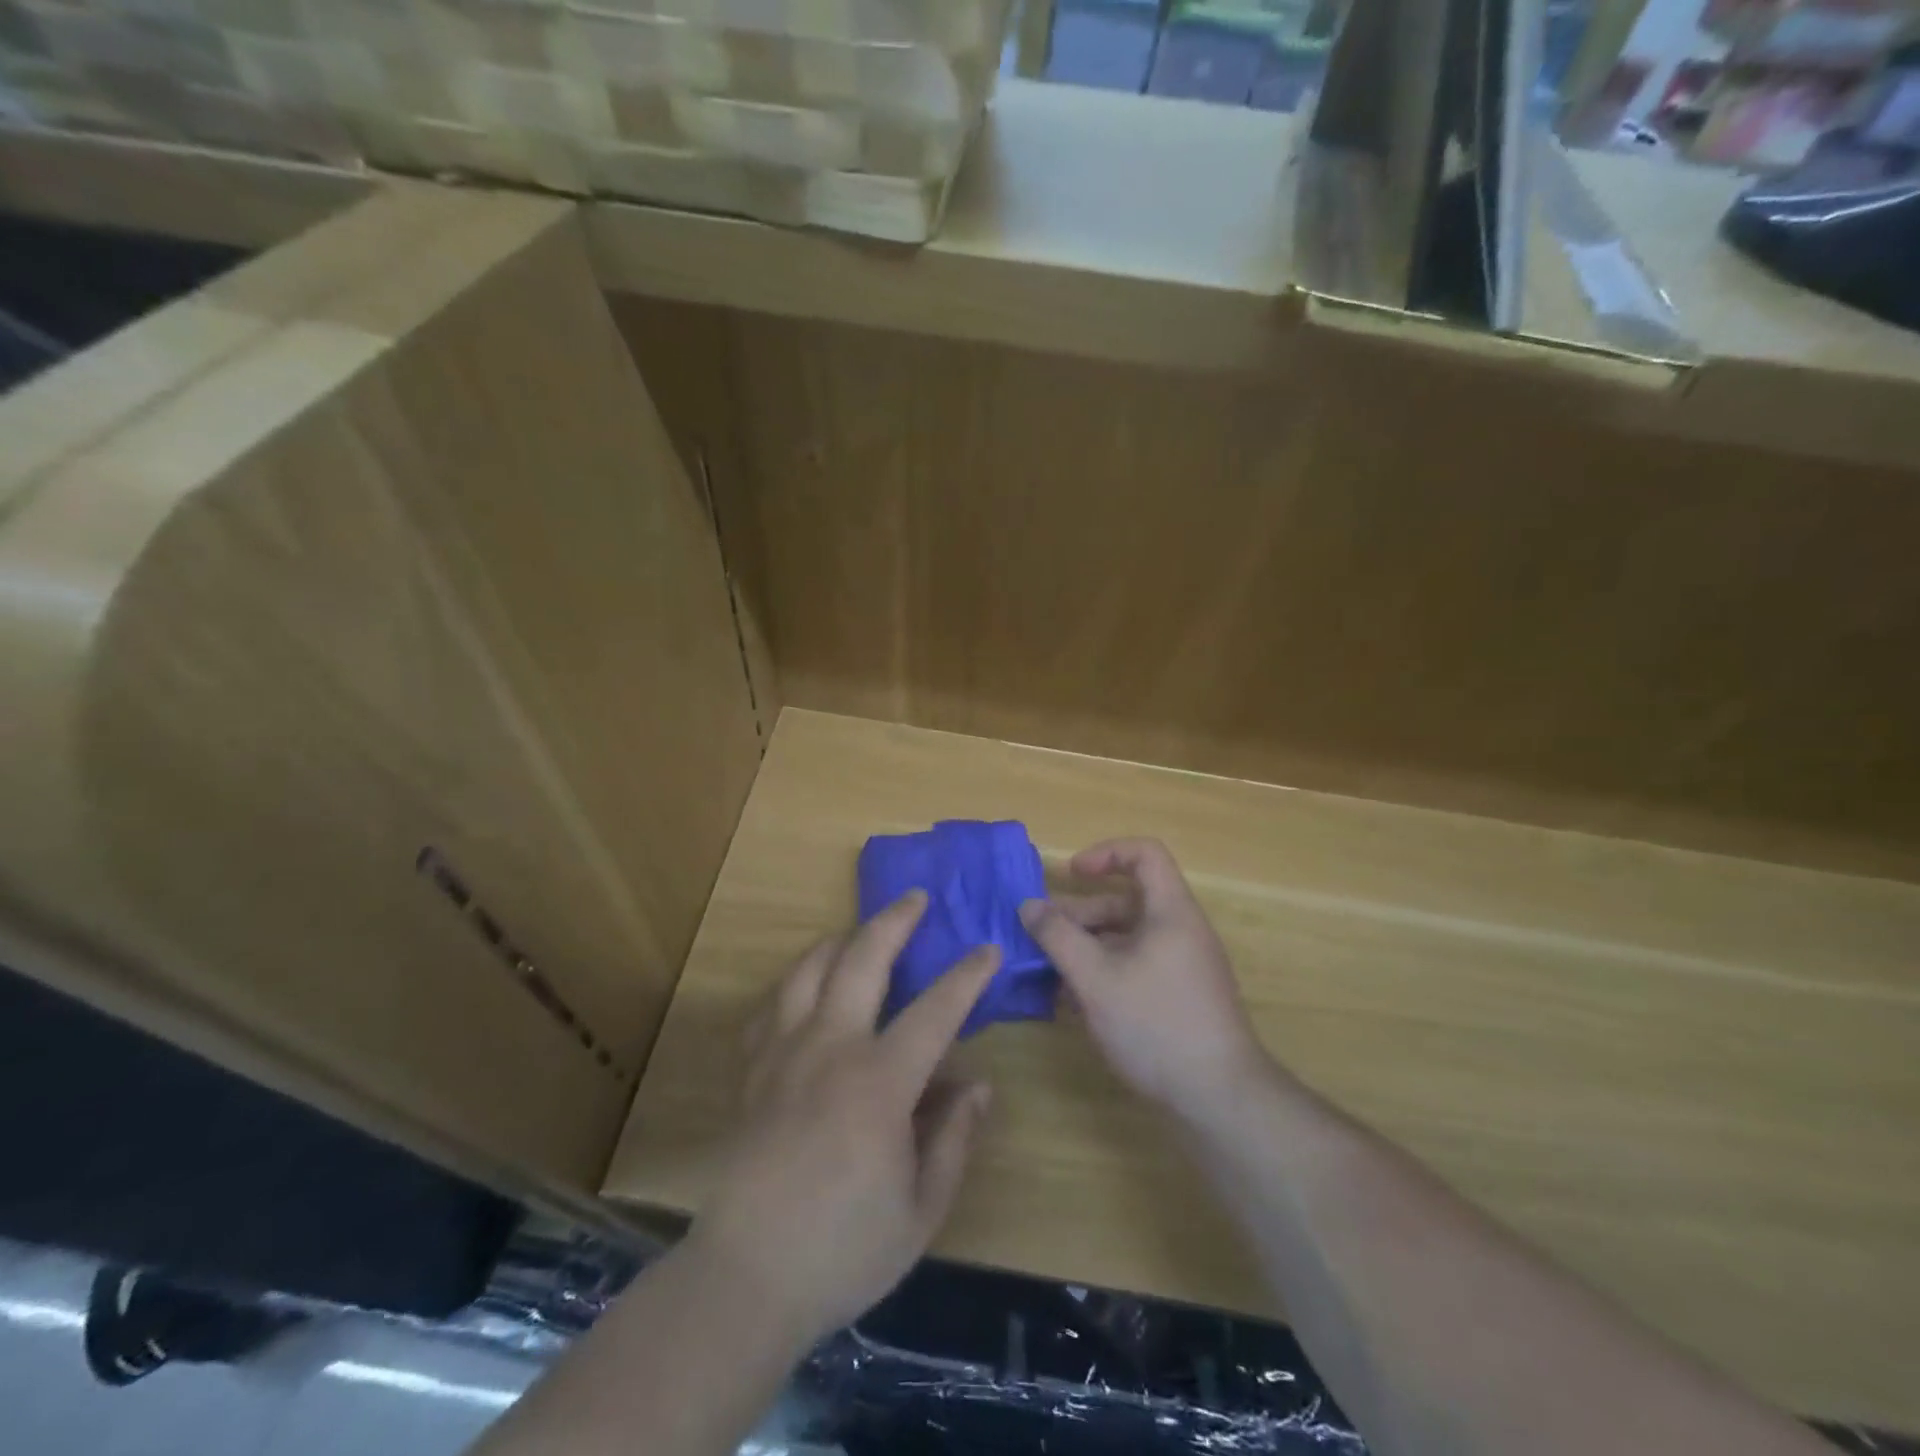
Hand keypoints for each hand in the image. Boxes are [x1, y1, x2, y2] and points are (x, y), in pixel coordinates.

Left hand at [690, 891, 997, 1345]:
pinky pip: (772, 1006)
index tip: (988, 948)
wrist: (744, 1279)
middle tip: (916, 898)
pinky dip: (795, 984)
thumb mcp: (921, 1210)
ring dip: (840, 940)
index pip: (934, 1011)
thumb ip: (954, 1139)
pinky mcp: (752, 1070)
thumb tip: (977, 1085)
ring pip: (809, 969)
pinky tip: (805, 990)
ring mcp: (783, 1053)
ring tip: (859, 933)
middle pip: (861, 960)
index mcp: (878, 1082)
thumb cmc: (843, 1248)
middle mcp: (829, 1048)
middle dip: (893, 921)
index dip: (966, 976)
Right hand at [1020, 838, 1268, 1121]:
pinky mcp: (1179, 996)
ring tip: (1049, 971)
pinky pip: (1137, 966)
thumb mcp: (1095, 978)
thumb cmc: (1155, 1024)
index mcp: (1170, 911)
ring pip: (1128, 938)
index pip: (1145, 854)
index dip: (1106, 854)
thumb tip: (1029, 906)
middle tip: (1041, 934)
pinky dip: (1105, 971)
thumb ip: (1058, 937)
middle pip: (1128, 901)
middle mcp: (1181, 930)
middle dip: (1080, 912)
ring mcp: (1183, 966)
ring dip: (1087, 947)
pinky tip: (1075, 1001)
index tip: (1070, 876)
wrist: (1219, 1098)